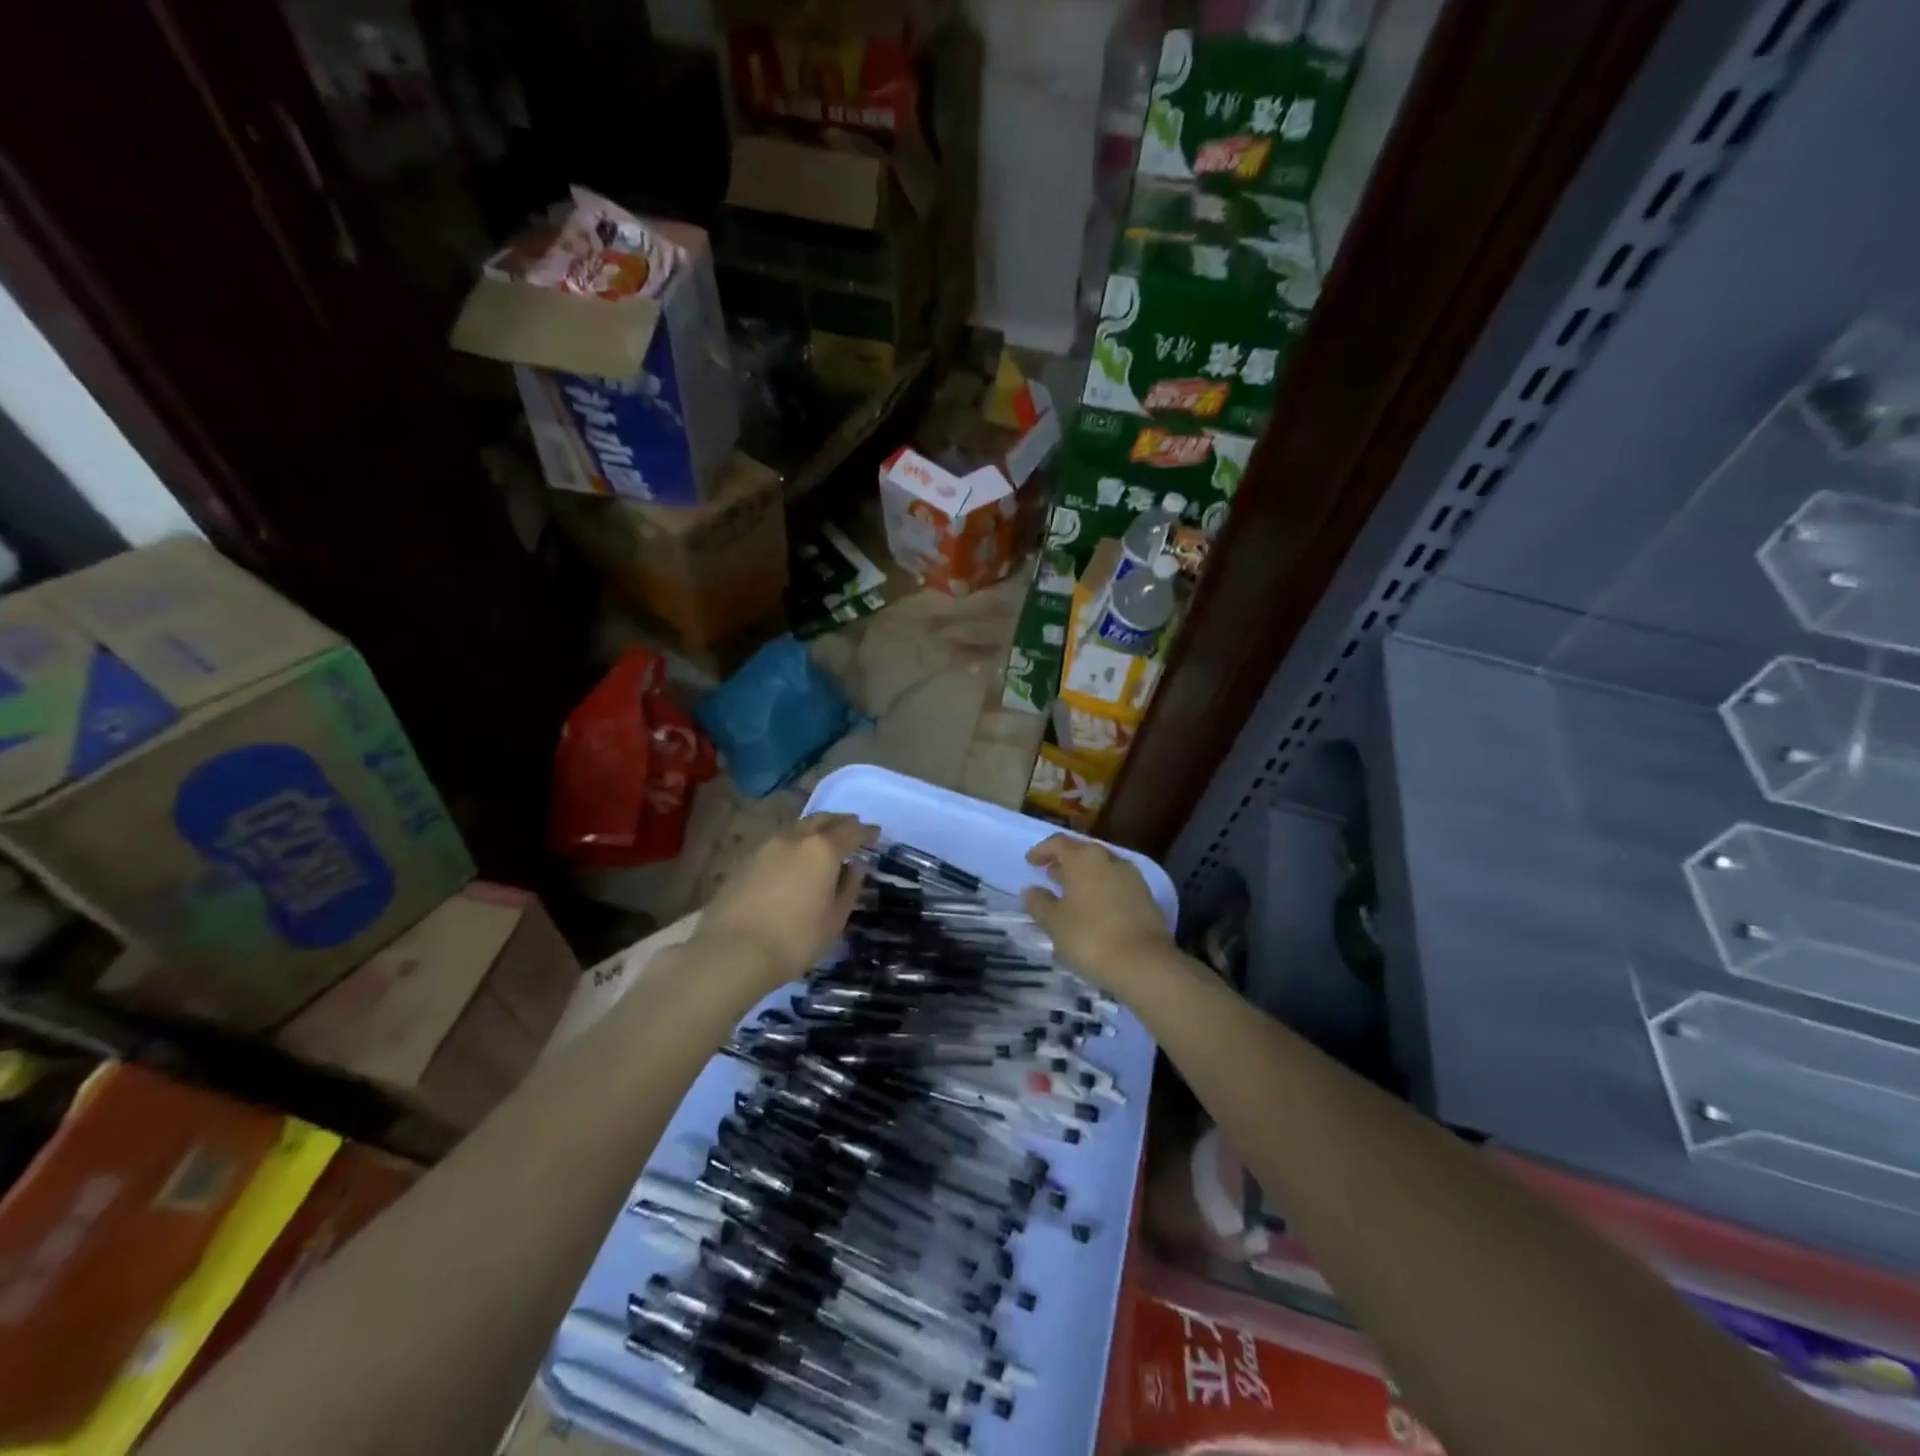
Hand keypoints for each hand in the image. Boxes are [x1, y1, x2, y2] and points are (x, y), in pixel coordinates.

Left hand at [694, 813, 878, 988]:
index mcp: (822, 849)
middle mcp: (794, 838)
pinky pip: (778, 843)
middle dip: (840, 823)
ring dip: (814, 831)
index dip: (866, 832)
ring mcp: (766, 847)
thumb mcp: (834, 920)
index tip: (876, 834)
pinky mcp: (745, 861)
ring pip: (797, 829)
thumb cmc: (794, 939)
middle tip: (852, 831)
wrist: (730, 952)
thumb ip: (849, 887)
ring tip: (823, 845)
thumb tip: (855, 867)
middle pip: (822, 820)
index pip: (851, 831)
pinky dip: (794, 845)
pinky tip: (794, 862)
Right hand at [1021, 834, 1174, 989]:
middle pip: (1082, 853)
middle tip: (1050, 877)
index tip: (1030, 862)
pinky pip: (1116, 885)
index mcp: (1084, 858)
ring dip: (1084, 877)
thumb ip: (1039, 903)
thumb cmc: (1090, 937)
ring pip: (1102, 869)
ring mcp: (1132, 877)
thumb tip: (1031, 891)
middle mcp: (1109, 859)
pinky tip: (1094, 911)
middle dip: (1065, 863)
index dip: (1042, 851)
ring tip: (1070, 896)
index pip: (1058, 843)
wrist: (1145, 964)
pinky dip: (1101, 891)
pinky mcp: (1146, 897)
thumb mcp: (1055, 922)